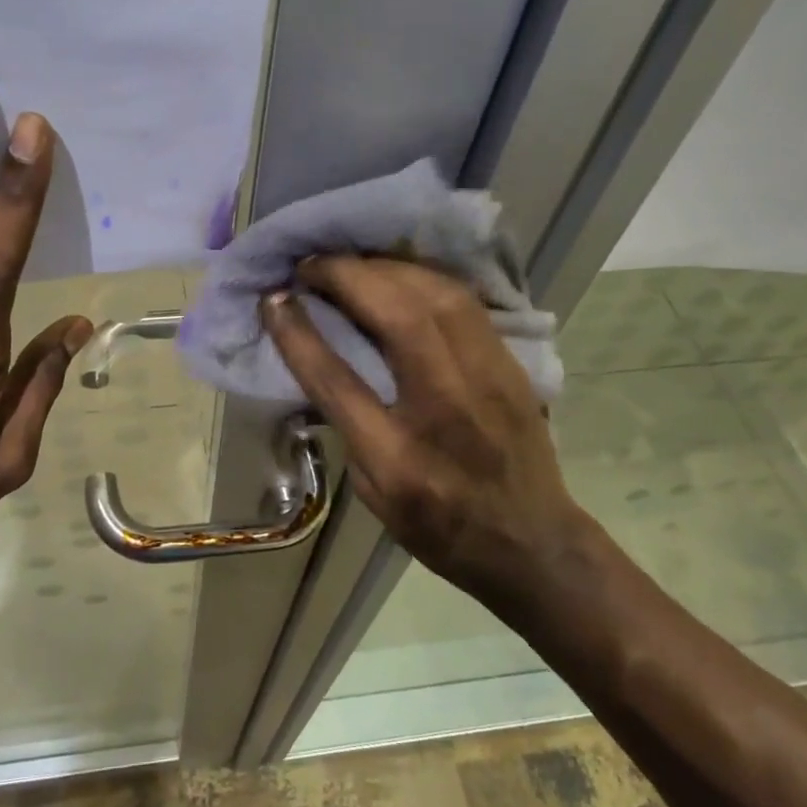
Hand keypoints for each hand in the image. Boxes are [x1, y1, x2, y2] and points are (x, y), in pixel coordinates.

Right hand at [260, 256, 592, 603]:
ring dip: (385, 267)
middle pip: (397, 316)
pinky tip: (397, 272)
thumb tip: (322, 356)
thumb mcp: (374, 491)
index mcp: (398, 457)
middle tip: (311, 265)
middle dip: (346, 276)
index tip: (274, 298)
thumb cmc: (438, 526)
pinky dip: (422, 277)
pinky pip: (464, 301)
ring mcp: (488, 380)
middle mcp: (446, 408)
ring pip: (437, 295)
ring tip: (349, 262)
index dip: (298, 332)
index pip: (337, 379)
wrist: (531, 543)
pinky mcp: (511, 364)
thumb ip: (348, 424)